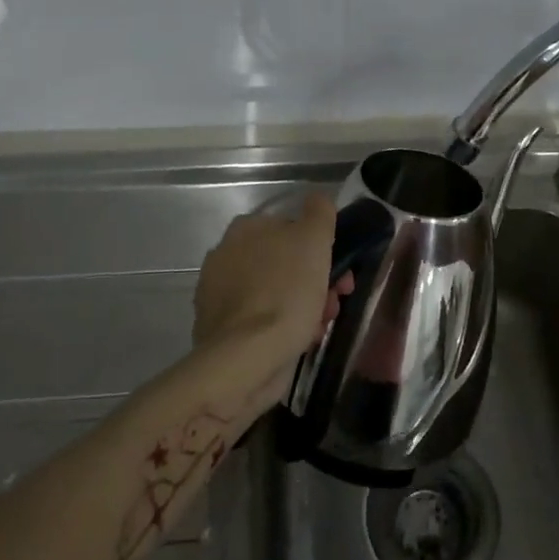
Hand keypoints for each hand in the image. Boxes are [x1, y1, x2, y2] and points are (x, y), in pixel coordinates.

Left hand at [194, 192, 354, 369]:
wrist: (246, 360)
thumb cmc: (285, 292)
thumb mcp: (314, 239)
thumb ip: (319, 212)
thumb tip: (317, 200)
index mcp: (244, 229)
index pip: (291, 229)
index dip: (320, 249)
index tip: (340, 274)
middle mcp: (225, 256)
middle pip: (284, 263)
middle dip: (314, 281)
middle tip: (334, 303)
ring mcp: (218, 295)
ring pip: (276, 293)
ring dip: (303, 307)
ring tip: (319, 328)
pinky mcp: (219, 330)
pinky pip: (261, 321)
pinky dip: (281, 328)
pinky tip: (298, 342)